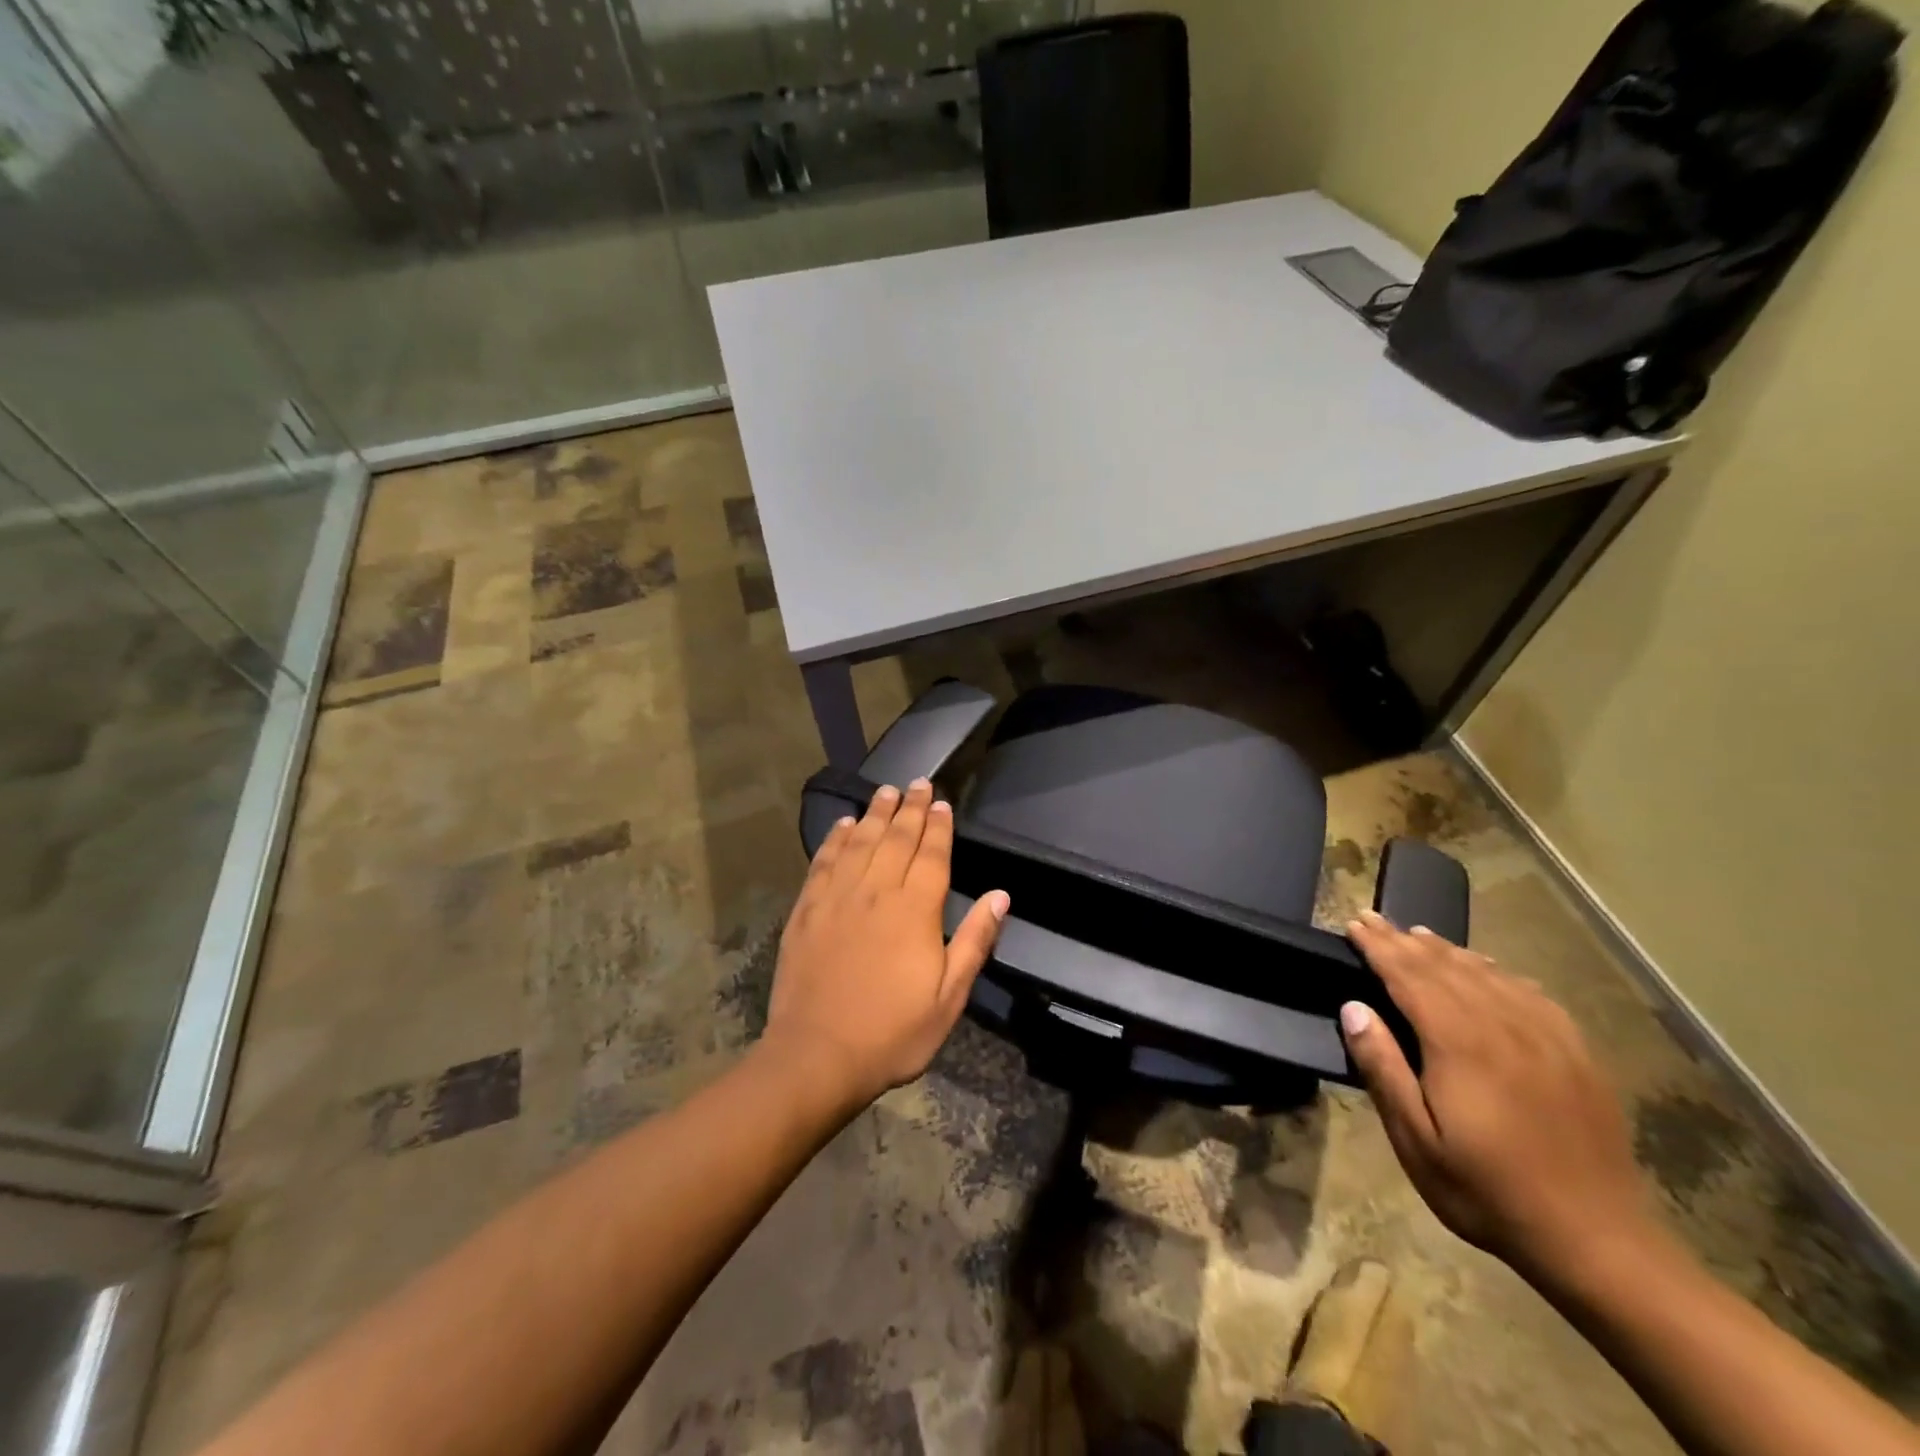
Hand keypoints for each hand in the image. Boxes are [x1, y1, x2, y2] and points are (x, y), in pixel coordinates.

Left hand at [764, 778, 1007, 1107]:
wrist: (817, 1054)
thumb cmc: (892, 1032)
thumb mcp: (949, 998)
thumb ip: (974, 941)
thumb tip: (1000, 895)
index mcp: (915, 911)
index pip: (931, 855)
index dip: (938, 827)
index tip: (941, 802)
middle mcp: (876, 892)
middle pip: (896, 839)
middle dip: (909, 808)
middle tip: (916, 782)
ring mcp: (837, 898)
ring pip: (860, 842)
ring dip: (874, 813)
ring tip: (885, 791)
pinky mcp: (807, 910)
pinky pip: (824, 862)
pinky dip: (835, 839)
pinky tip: (843, 825)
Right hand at [1340, 910, 1653, 1282]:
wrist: (1597, 1241)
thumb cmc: (1487, 1191)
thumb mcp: (1416, 1140)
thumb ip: (1383, 1068)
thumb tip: (1353, 1007)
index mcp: (1459, 1042)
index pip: (1409, 975)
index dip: (1378, 947)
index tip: (1354, 923)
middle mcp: (1503, 1025)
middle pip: (1445, 966)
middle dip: (1403, 940)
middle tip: (1373, 918)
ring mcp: (1546, 1036)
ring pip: (1487, 973)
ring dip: (1447, 950)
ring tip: (1418, 935)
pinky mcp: (1576, 1053)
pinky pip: (1530, 994)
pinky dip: (1498, 971)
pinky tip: (1488, 969)